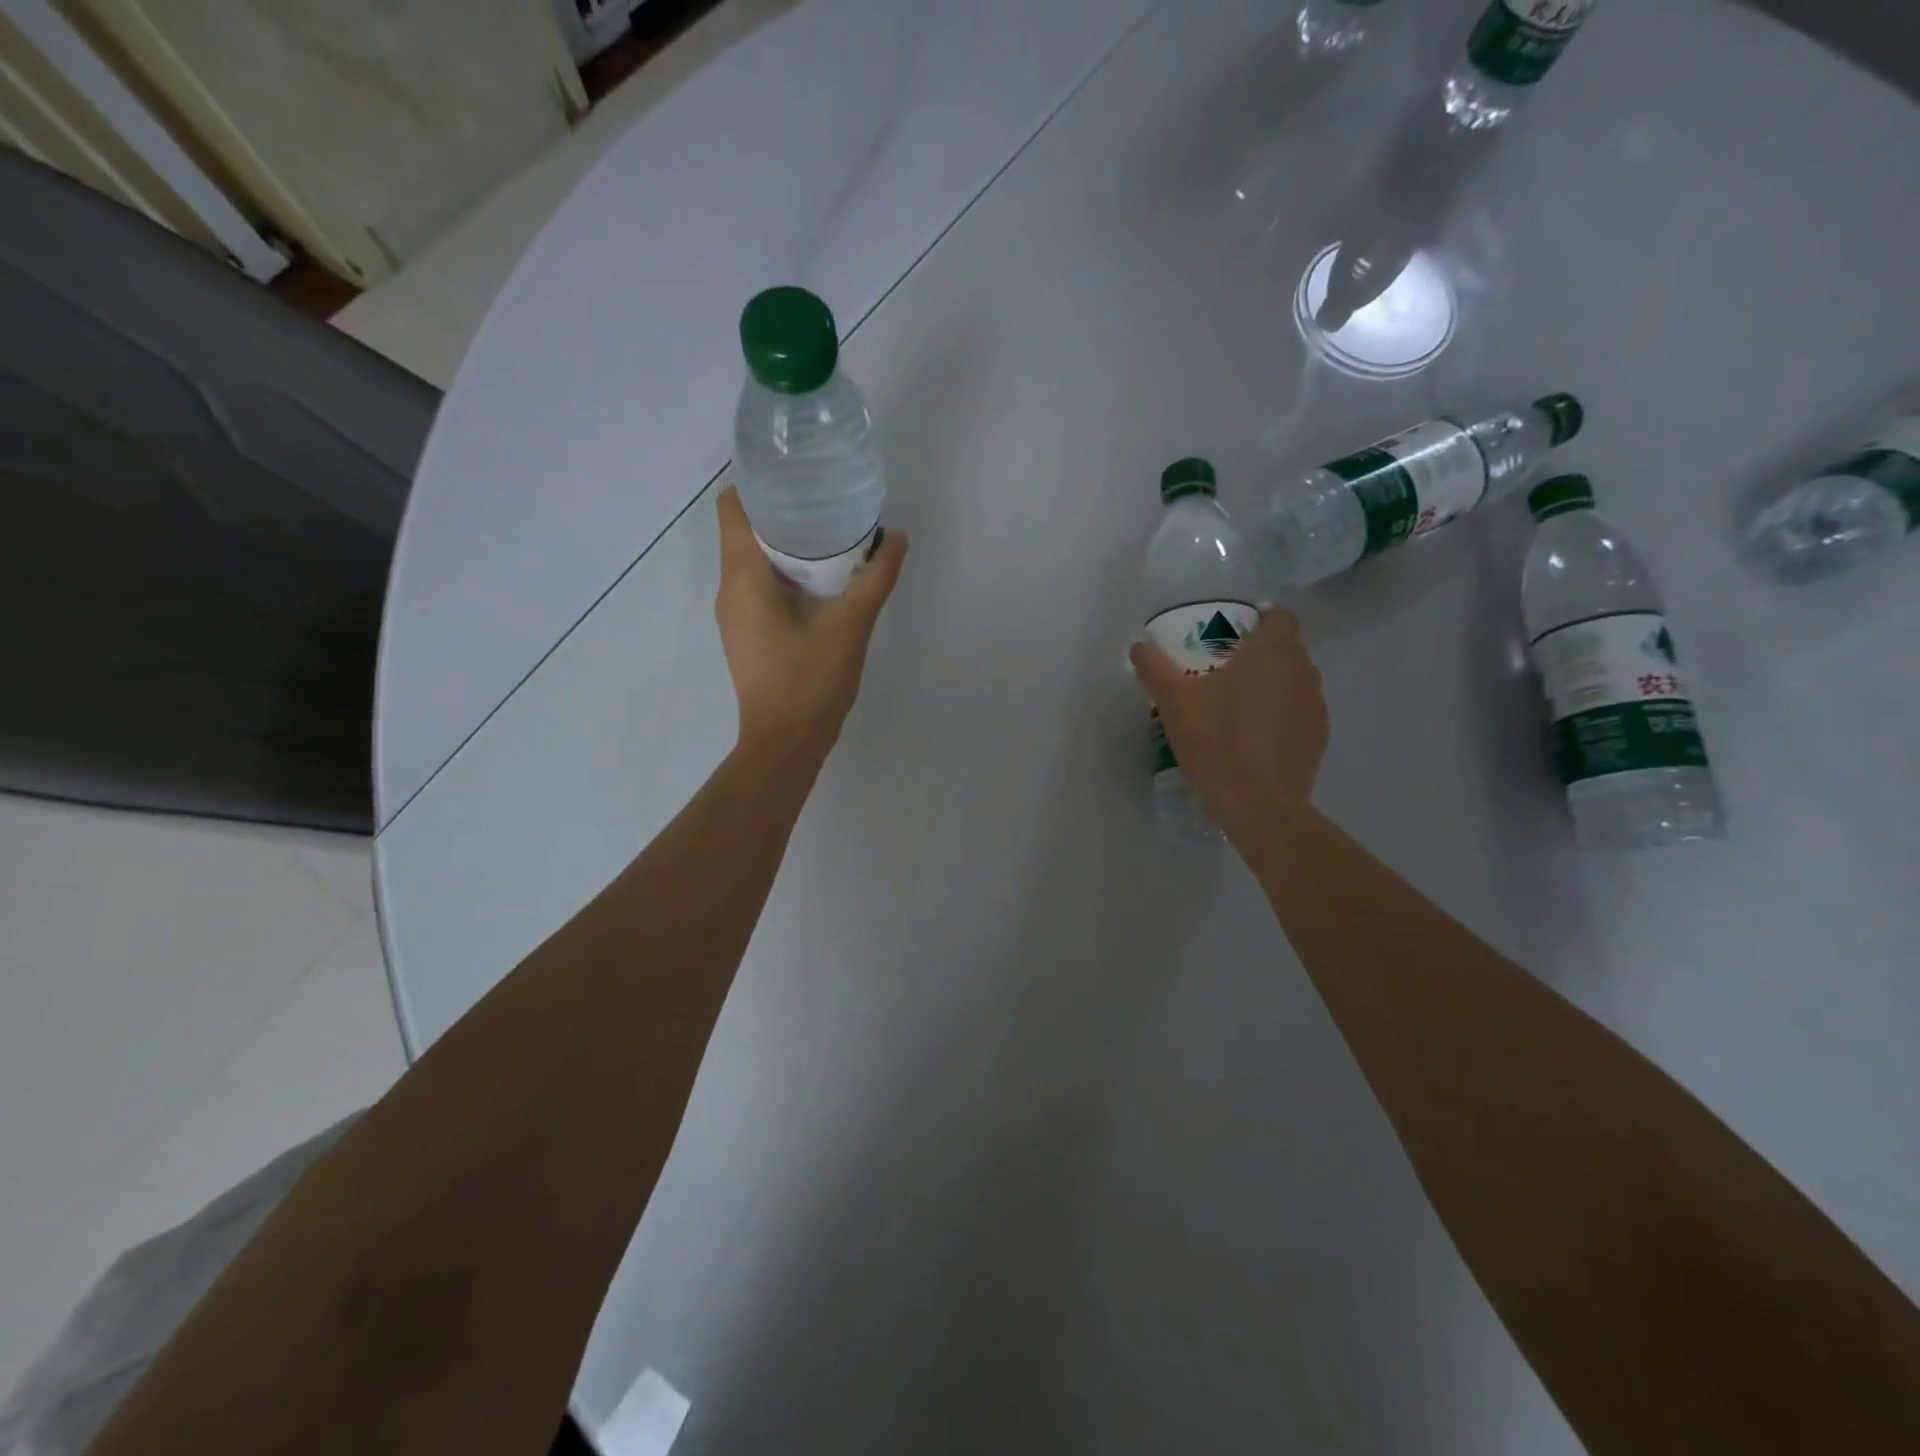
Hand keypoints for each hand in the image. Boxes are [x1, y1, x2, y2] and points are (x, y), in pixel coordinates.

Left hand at [715, 487, 907, 759]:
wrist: (785, 744)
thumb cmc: (810, 681)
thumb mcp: (851, 626)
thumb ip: (876, 579)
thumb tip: (897, 539)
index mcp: (743, 578)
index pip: (731, 508)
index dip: (757, 485)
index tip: (796, 476)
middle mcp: (729, 590)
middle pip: (743, 532)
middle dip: (781, 513)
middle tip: (825, 501)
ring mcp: (735, 616)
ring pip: (752, 562)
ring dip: (784, 546)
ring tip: (828, 535)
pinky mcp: (748, 636)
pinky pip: (758, 588)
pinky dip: (784, 575)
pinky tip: (820, 581)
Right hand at [1129, 610, 1328, 834]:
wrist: (1256, 803)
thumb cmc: (1215, 740)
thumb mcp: (1173, 701)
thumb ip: (1154, 666)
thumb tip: (1138, 645)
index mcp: (1273, 651)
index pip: (1278, 616)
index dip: (1257, 621)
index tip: (1230, 636)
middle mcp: (1303, 671)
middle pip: (1286, 649)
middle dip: (1259, 654)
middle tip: (1223, 670)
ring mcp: (1316, 706)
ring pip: (1294, 682)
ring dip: (1271, 686)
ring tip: (1237, 706)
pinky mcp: (1318, 738)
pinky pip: (1298, 714)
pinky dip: (1280, 716)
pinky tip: (1253, 738)